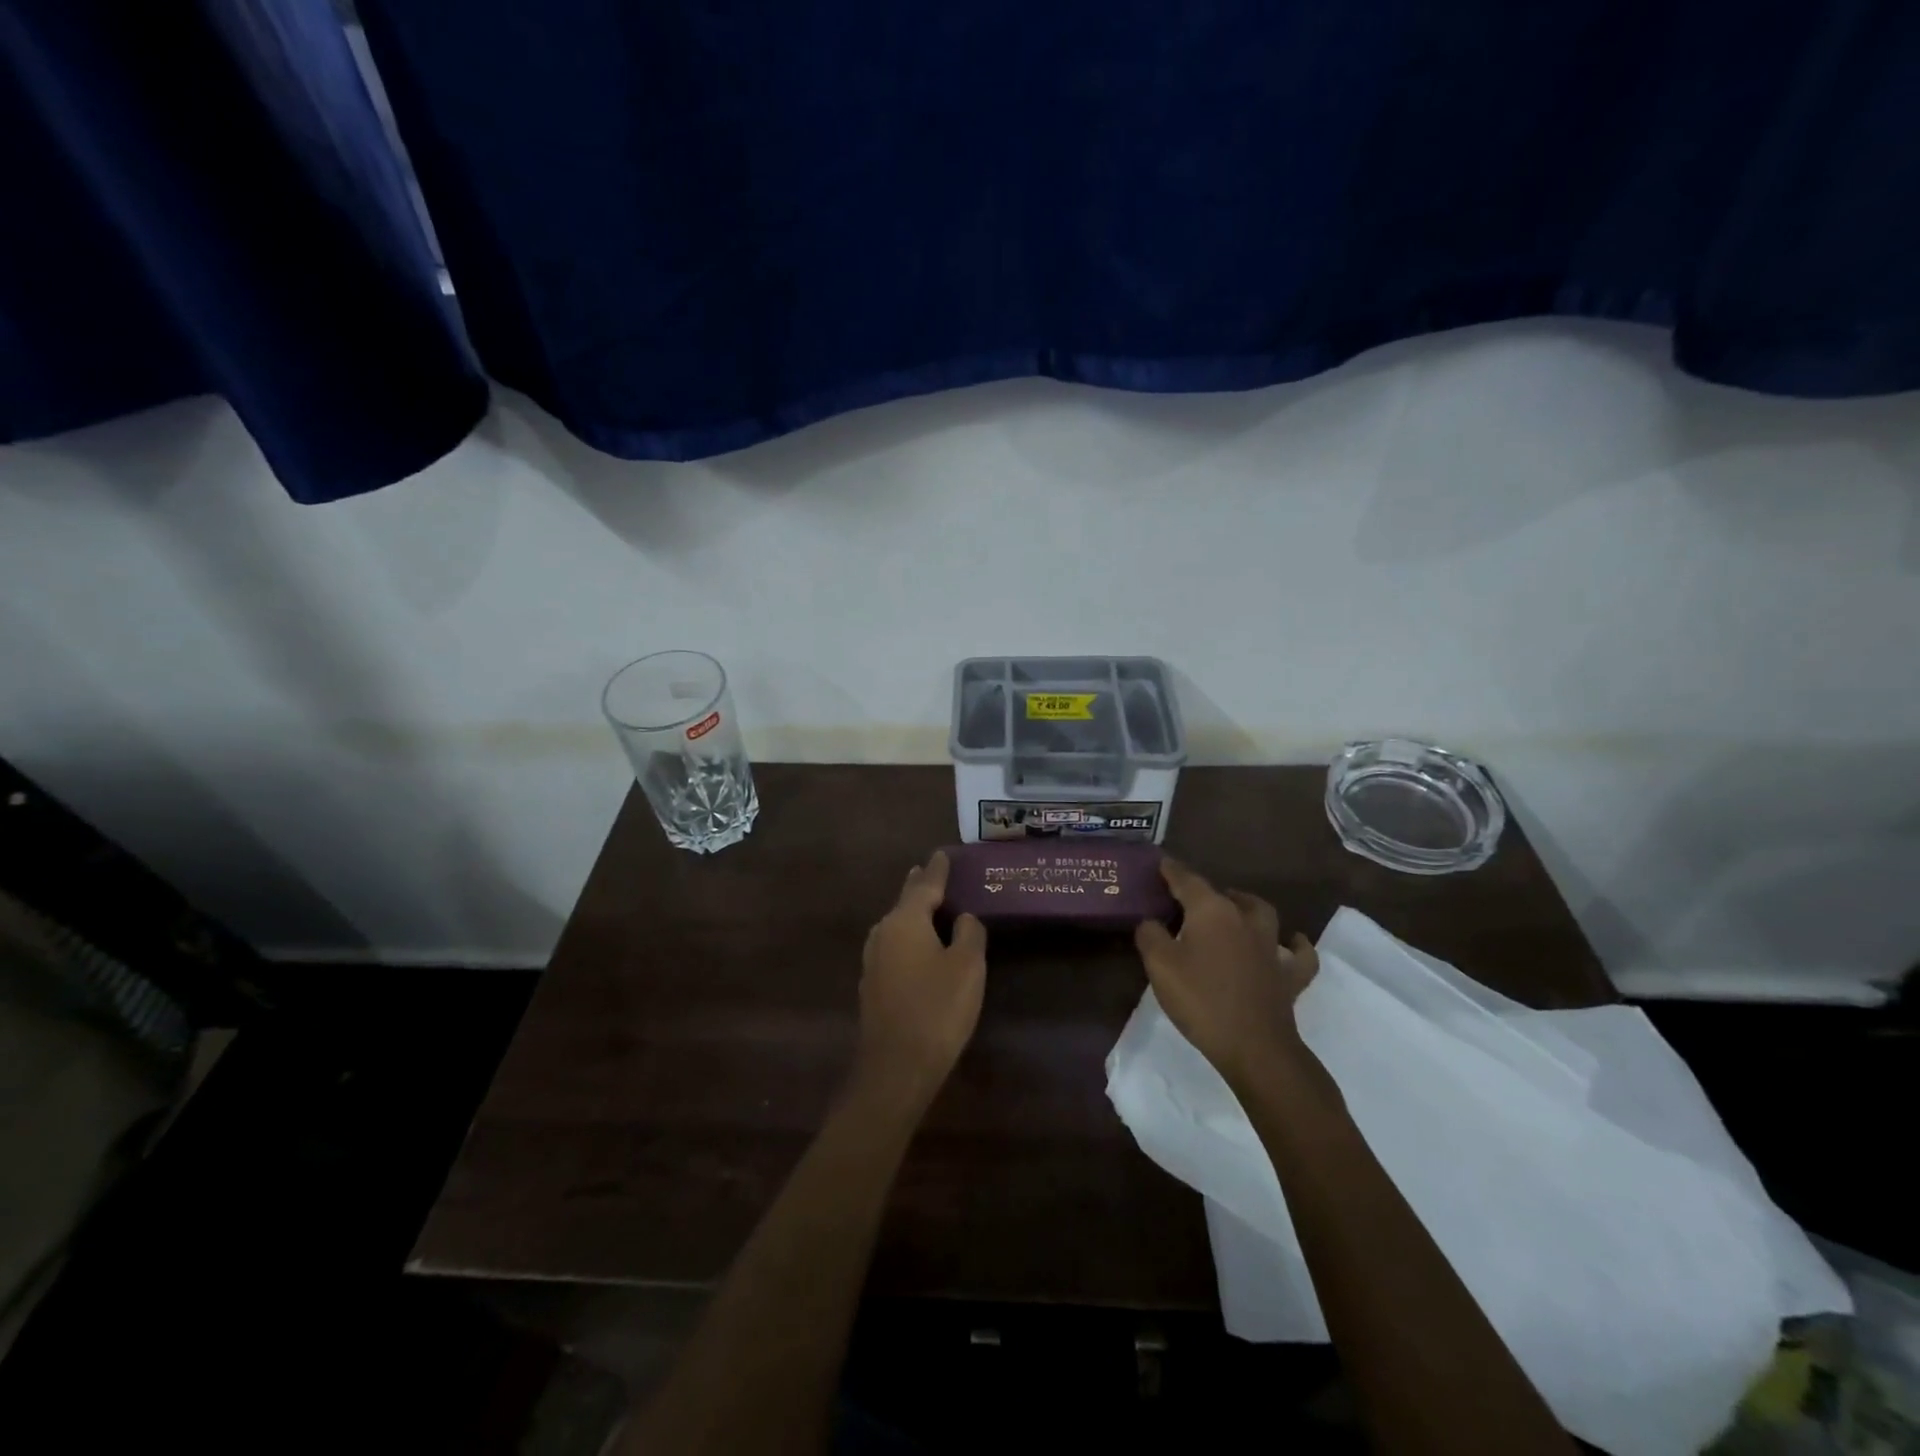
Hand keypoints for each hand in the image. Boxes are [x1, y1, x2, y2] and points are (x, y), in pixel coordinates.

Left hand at [855, 851, 987, 1108]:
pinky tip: (918, 946)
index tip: (943, 853)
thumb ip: (969, 934)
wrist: (895, 1067)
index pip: (924, 885)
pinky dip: (909, 937)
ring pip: (896, 925)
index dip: (937, 870)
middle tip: (931, 871)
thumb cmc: (937, 1009)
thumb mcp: (967, 967)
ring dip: (912, 912)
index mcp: (905, 921)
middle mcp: (883, 933)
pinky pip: (894, 947)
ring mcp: (873, 960)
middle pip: (905, 902)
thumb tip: (963, 918)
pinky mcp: (872, 985)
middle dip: (919, 886)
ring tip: (927, 903)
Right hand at [1134, 858, 1319, 1089]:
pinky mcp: (1290, 975)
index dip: (1172, 871)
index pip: (1188, 881)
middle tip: (1188, 899)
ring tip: (1234, 908)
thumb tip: (1151, 921)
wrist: (1255, 1047)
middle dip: (1206, 891)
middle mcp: (1244, 920)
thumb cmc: (1201, 1000)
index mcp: (1211, 911)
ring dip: (1247, 906)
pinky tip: (1292, 942)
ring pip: (1261, 913)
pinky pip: (1298, 954)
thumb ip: (1150, 935)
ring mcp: (1271, 947)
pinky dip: (1296, 945)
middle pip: (1224, 894)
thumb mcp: (1160, 966)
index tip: (1161, 862)